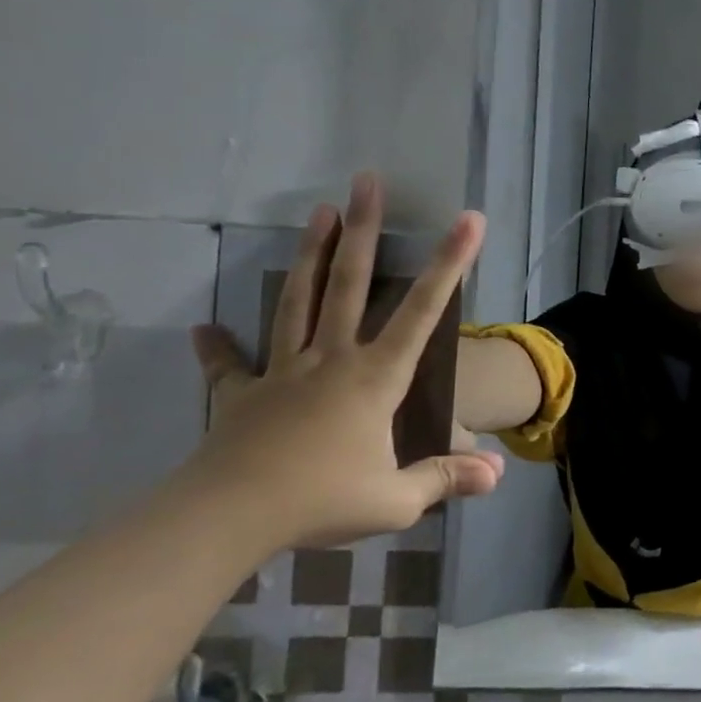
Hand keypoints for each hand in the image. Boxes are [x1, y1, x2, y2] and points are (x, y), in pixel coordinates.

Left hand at [185, 173, 503, 549]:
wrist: (225, 519)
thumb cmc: (319, 501)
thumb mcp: (395, 500)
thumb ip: (446, 478)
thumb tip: (497, 475)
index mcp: (374, 378)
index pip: (422, 312)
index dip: (450, 264)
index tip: (468, 220)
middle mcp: (331, 359)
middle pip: (348, 284)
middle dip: (363, 230)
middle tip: (366, 182)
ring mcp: (283, 372)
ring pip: (298, 302)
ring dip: (310, 255)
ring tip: (318, 211)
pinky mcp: (241, 395)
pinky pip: (231, 366)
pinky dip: (218, 347)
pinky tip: (203, 328)